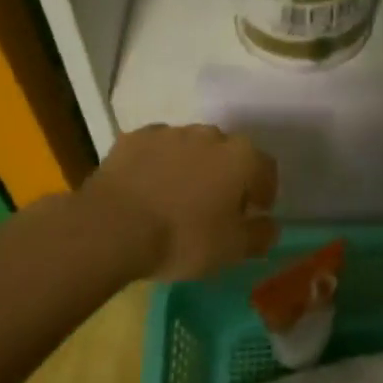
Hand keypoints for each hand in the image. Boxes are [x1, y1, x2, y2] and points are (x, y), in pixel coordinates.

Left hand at [84, 124, 279, 280]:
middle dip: (227, 175)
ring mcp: (169, 133)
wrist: (112, 228)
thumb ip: (260, 235)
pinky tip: (148, 189)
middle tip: (215, 206)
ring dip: (192, 167)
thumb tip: (270, 225)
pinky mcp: (134, 138)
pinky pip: (156, 150)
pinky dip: (158, 164)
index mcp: (241, 157)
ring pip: (191, 148)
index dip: (264, 192)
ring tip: (178, 197)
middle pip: (228, 153)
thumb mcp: (233, 249)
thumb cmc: (183, 238)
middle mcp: (210, 135)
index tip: (254, 213)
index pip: (266, 169)